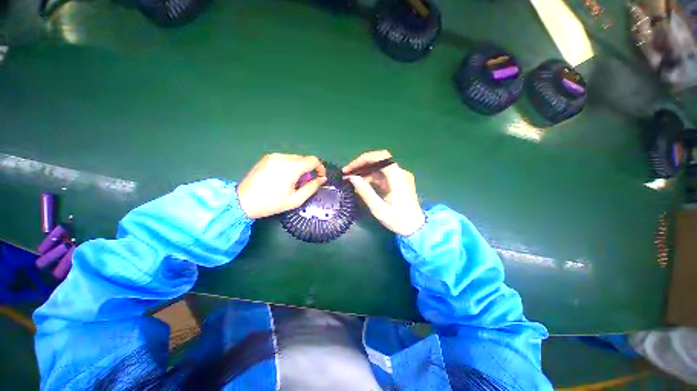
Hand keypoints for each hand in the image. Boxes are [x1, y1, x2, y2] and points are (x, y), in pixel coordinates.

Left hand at [238, 153, 326, 218]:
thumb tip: (322, 179)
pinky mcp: (267, 157)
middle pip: (304, 158)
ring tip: (293, 181)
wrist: (243, 201)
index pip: (313, 160)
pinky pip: (285, 158)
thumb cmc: (271, 203)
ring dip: (300, 167)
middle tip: (305, 183)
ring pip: (295, 158)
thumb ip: (312, 187)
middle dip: (309, 169)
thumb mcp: (296, 199)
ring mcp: (274, 156)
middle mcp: (283, 157)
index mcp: (292, 167)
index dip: (320, 168)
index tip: (320, 177)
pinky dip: (290, 165)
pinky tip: (283, 177)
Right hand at [343, 150, 425, 235]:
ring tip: (349, 178)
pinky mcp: (397, 181)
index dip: (364, 159)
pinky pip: (381, 174)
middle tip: (346, 172)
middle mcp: (401, 173)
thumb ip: (366, 192)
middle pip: (379, 160)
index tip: (350, 168)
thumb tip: (351, 177)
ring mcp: (400, 176)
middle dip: (361, 164)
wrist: (415, 227)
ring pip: (379, 167)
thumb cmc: (398, 221)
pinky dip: (370, 177)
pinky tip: (360, 183)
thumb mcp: (379, 209)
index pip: (382, 157)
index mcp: (399, 178)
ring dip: (364, 171)